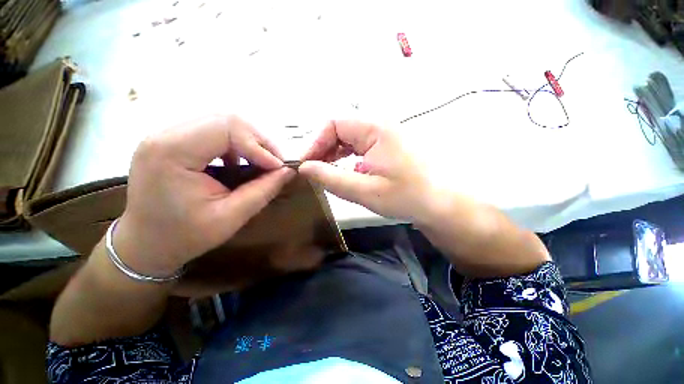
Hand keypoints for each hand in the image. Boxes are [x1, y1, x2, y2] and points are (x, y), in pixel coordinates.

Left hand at [114, 115, 294, 276]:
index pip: (227, 127)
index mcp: (171, 152)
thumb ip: (263, 191)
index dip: (259, 146)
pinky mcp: (173, 141)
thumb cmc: (184, 236)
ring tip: (261, 162)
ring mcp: (166, 135)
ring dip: (248, 141)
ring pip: (221, 122)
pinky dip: (235, 144)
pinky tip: (238, 162)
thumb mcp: (231, 217)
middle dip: (258, 140)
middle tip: (275, 162)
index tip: (278, 167)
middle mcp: (165, 134)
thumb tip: (288, 171)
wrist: (145, 244)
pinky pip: (213, 131)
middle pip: (225, 119)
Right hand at [299, 120, 433, 221]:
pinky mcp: (390, 146)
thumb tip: (304, 168)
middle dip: (324, 149)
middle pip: (342, 129)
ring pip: (351, 138)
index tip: (305, 165)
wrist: (443, 204)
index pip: (334, 124)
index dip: (315, 143)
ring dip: (336, 153)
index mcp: (375, 128)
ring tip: (327, 172)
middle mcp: (381, 125)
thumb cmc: (407, 197)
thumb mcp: (364, 190)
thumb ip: (331, 178)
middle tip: (314, 171)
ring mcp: (387, 135)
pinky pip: (362, 146)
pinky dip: (349, 157)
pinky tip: (348, 172)